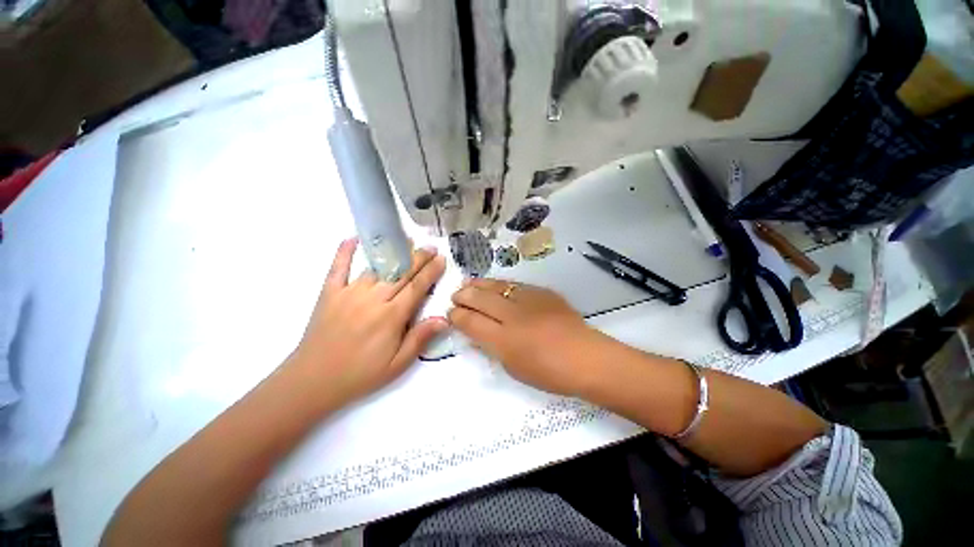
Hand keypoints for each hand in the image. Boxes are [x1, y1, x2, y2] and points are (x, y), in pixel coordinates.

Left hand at [288, 238, 446, 405]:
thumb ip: (420, 338)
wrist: (313, 381)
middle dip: (419, 258)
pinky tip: (352, 238)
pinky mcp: (329, 293)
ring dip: (394, 253)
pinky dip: (344, 252)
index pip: (417, 287)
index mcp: (391, 316)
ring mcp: (349, 293)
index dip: (431, 271)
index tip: (441, 259)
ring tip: (406, 242)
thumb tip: (443, 318)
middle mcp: (373, 299)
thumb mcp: (397, 364)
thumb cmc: (361, 374)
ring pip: (377, 267)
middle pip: (401, 273)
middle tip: (431, 247)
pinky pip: (338, 267)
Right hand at [449, 280, 600, 395]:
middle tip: (456, 295)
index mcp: (504, 340)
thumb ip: (491, 347)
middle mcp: (513, 316)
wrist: (585, 357)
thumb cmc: (549, 372)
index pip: (471, 322)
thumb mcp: (513, 367)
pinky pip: (516, 285)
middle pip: (481, 299)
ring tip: (468, 283)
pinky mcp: (542, 292)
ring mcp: (529, 300)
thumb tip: (475, 333)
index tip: (451, 313)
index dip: (457, 316)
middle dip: (464, 296)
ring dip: (479, 285)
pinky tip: (496, 286)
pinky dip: (501, 285)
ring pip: (497, 286)